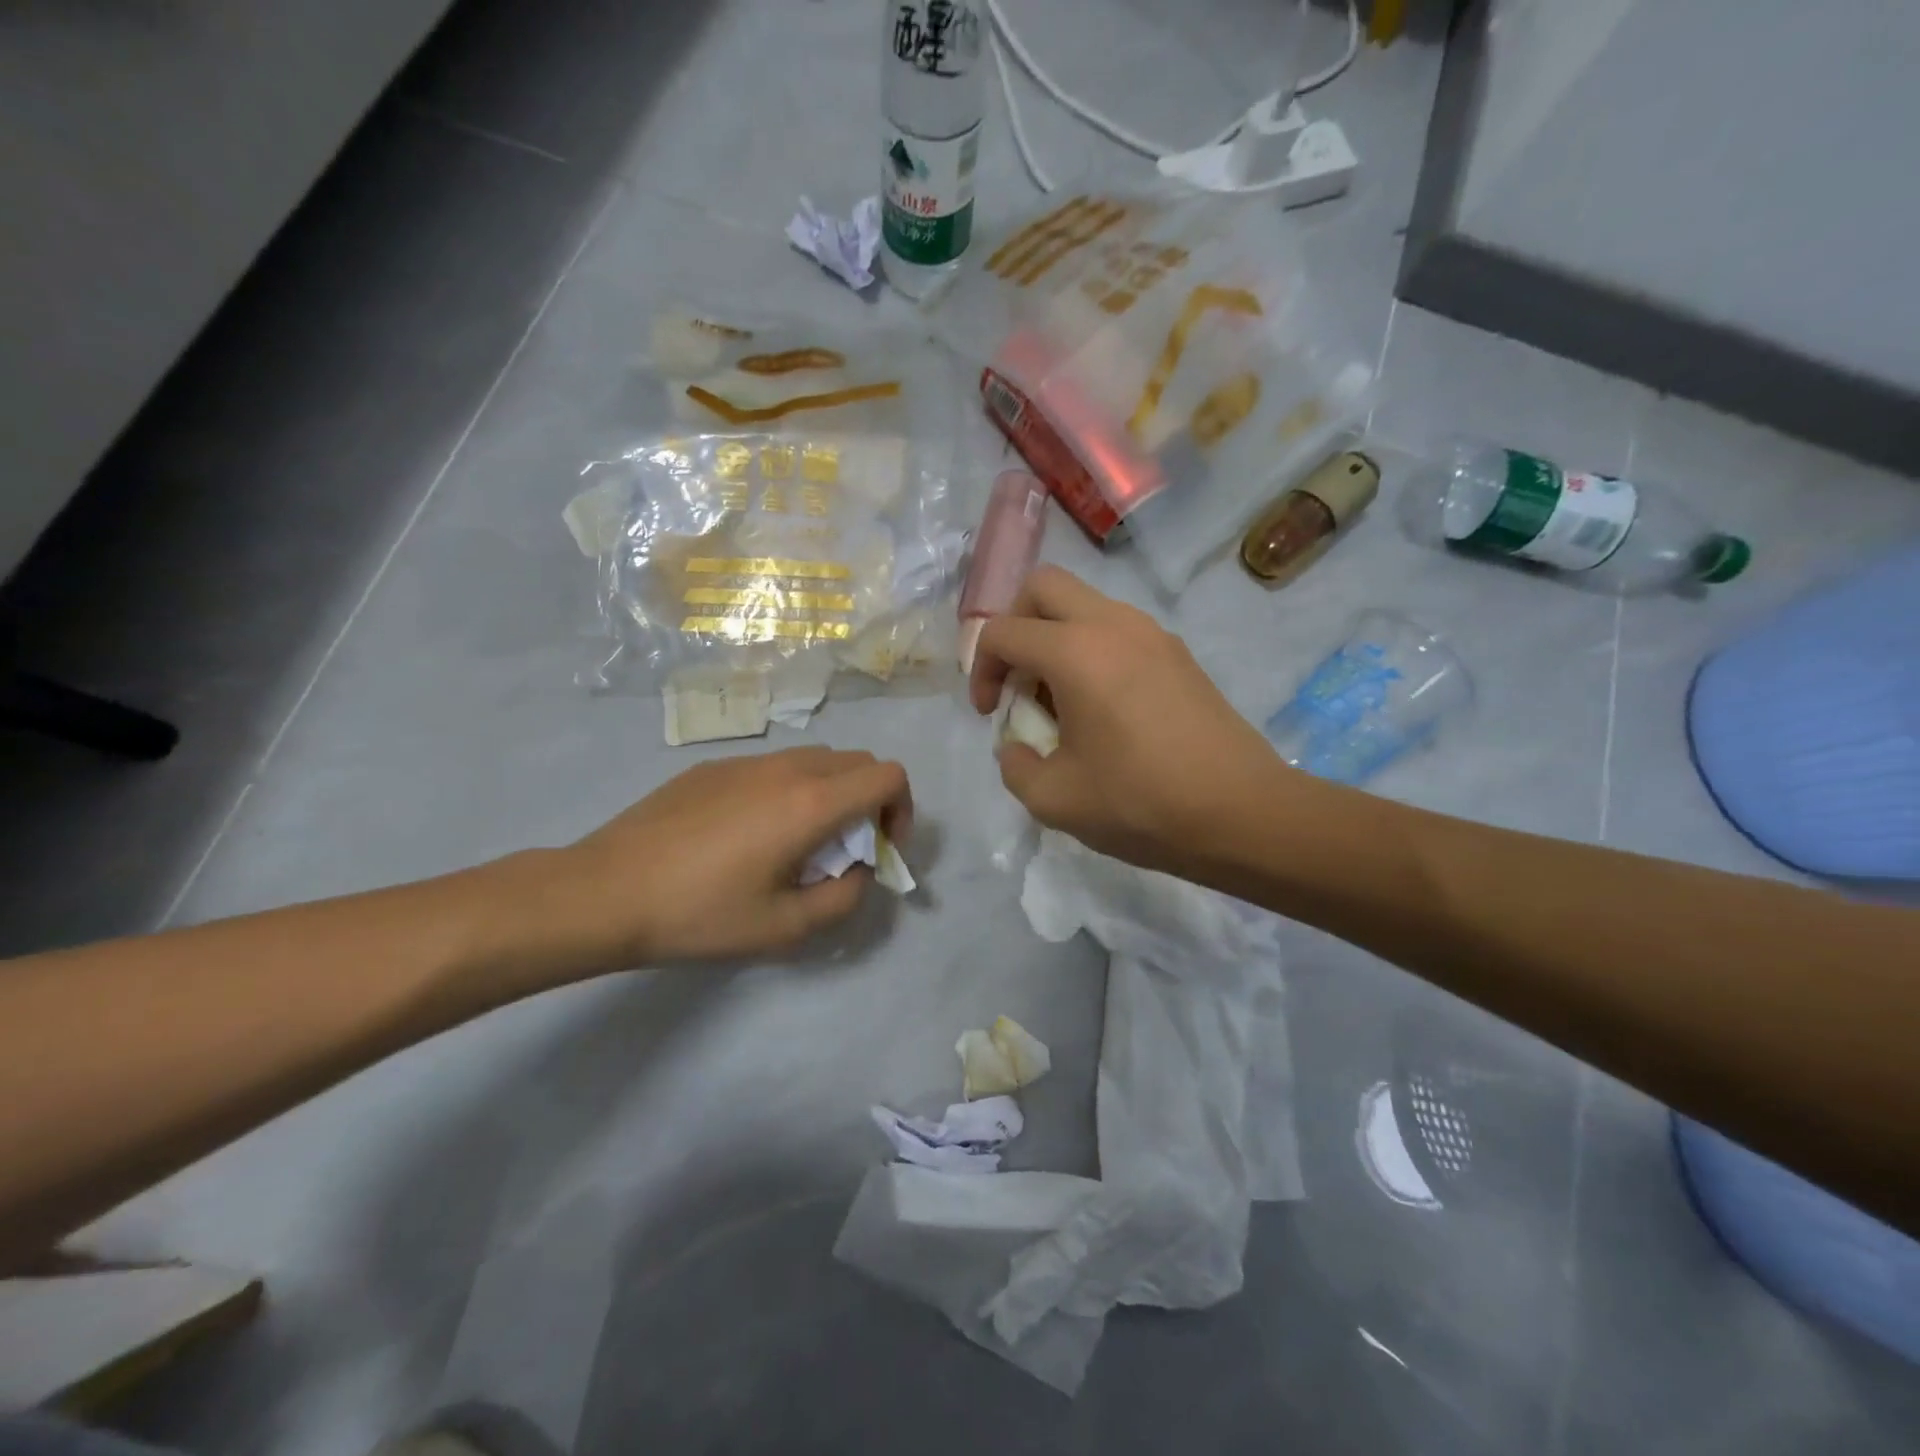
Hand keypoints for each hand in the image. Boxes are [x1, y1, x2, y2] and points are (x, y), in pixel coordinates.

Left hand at [536, 747, 911, 972]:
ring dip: (830, 794)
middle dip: (869, 802)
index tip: (878, 849)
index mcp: (811, 802)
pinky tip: (748, 835)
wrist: (604, 892)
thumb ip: (844, 897)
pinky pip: (773, 767)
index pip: (889, 775)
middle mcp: (786, 768)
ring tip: (797, 843)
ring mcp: (746, 762)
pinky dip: (789, 790)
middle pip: (858, 762)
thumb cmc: (700, 913)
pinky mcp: (713, 767)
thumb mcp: (786, 927)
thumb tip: (856, 871)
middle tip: (844, 851)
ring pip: (815, 760)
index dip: (901, 810)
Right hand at [968, 567, 1288, 875]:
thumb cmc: (1141, 804)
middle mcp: (1113, 624)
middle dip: (1016, 625)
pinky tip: (1104, 710)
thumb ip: (1015, 766)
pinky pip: (1118, 630)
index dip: (980, 670)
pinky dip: (1093, 652)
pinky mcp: (1178, 653)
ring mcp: (1152, 633)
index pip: (1003, 631)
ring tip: (1061, 702)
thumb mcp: (1053, 800)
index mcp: (1075, 651)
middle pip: (1043, 586)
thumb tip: (1017, 746)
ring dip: (1056, 639)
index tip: (991, 715)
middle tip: (1019, 680)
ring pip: (1084, 605)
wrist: (1242, 813)